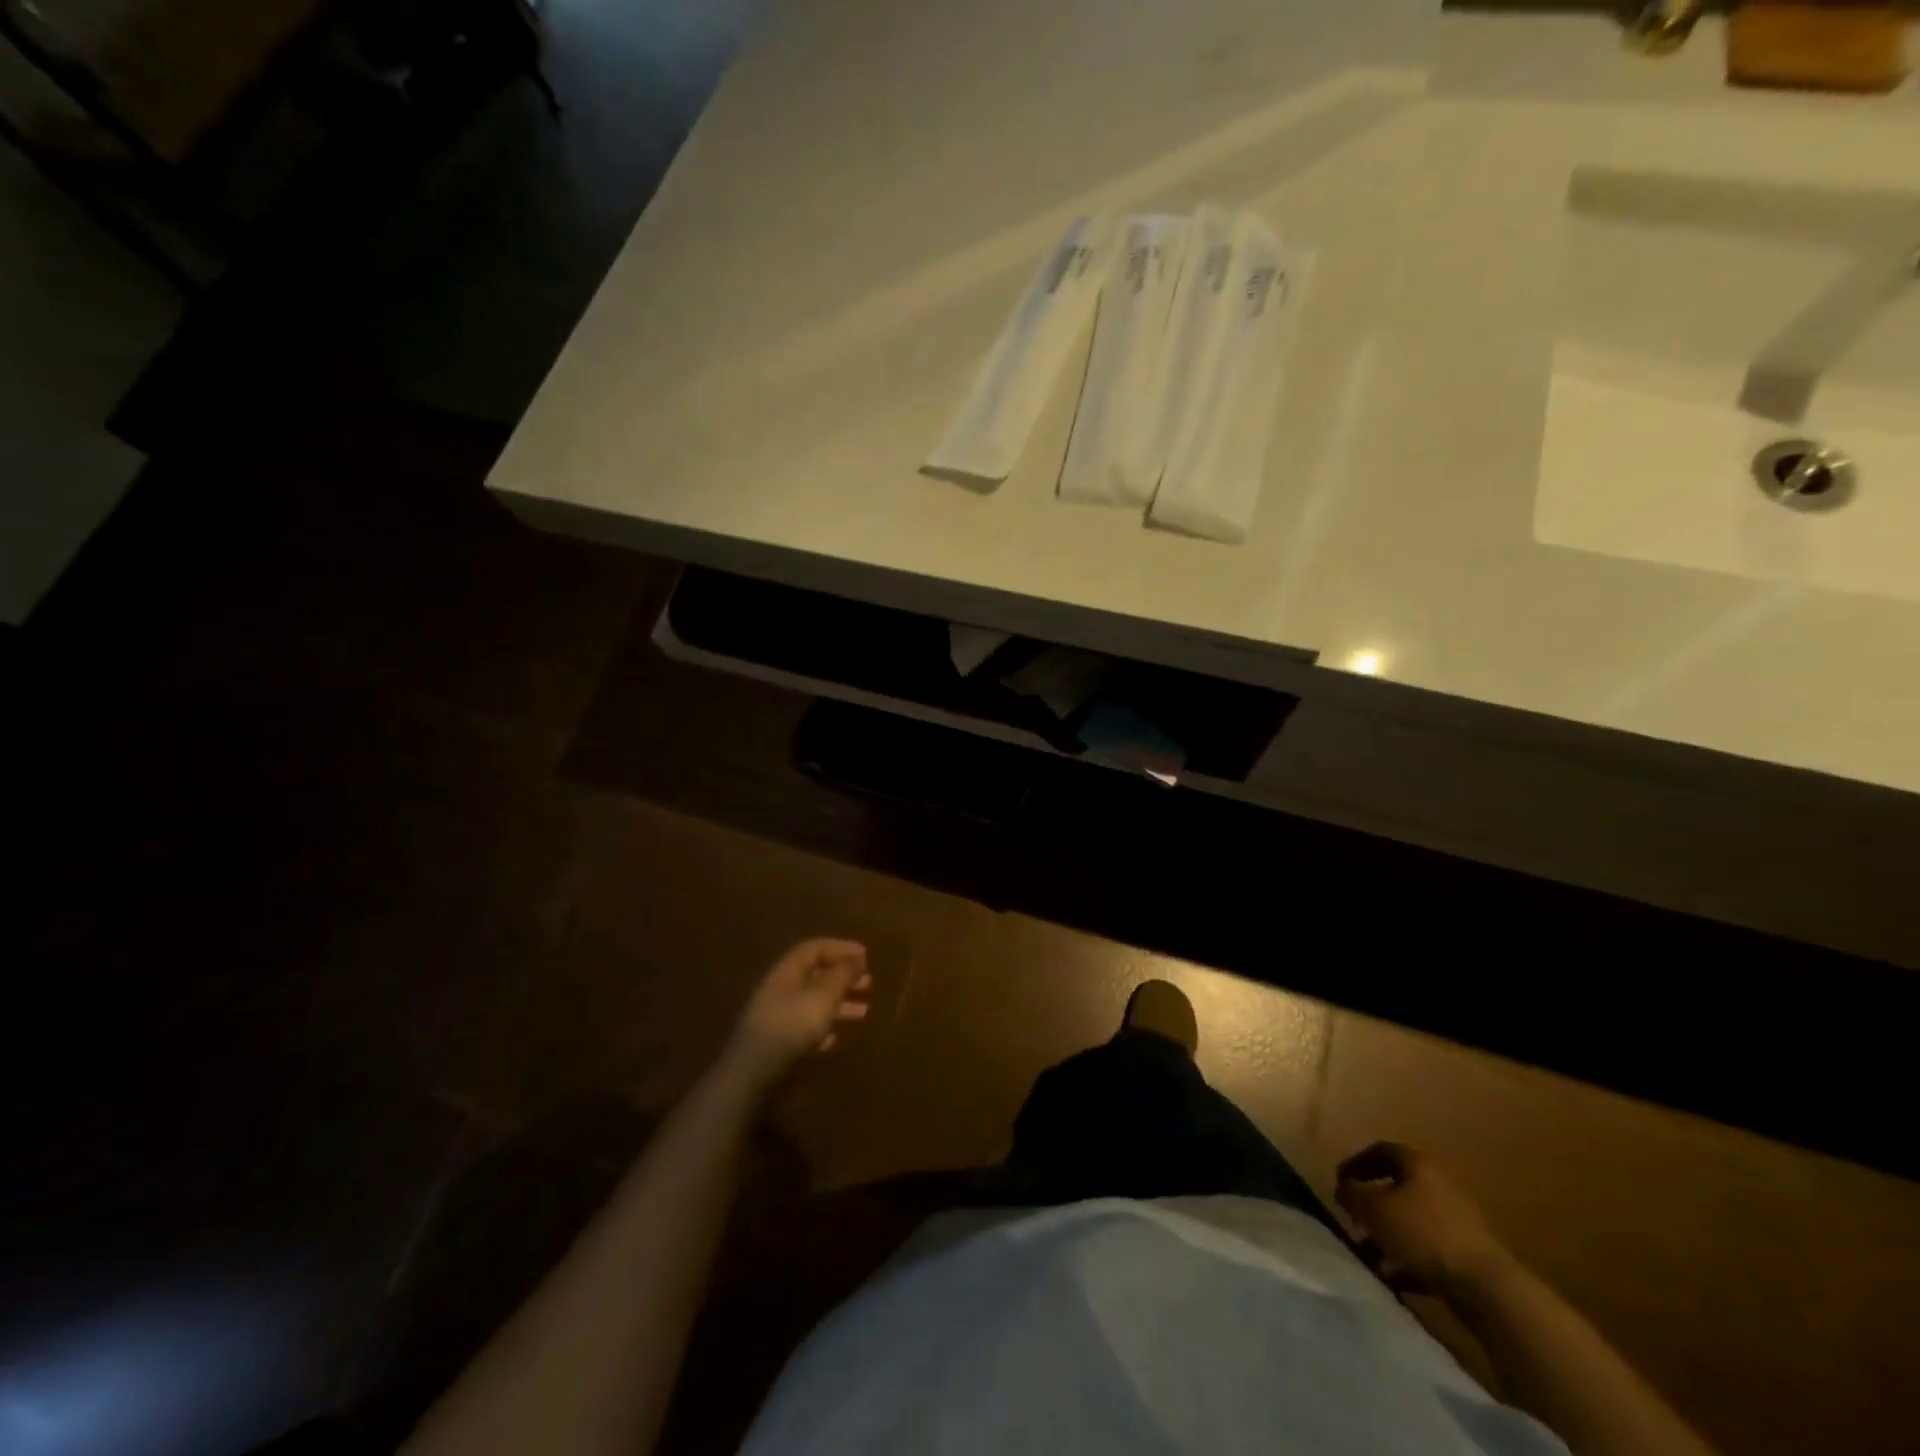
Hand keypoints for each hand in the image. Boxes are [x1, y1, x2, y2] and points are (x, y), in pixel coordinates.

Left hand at [723, 939, 871, 1090]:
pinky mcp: (778, 1045)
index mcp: (787, 972)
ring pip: (813, 1003)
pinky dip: (825, 1028)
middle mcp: (780, 990)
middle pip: (815, 975)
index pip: (815, 949)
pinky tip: (837, 1038)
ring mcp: (777, 1019)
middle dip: (843, 977)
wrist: (752, 1077)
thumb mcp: (822, 997)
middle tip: (869, 984)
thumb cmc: (790, 1028)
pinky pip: (806, 1028)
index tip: (866, 956)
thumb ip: (841, 976)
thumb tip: (856, 959)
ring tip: (863, 1012)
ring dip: (839, 1004)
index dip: (841, 948)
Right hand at [1335, 1141, 1515, 1301]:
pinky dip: (1407, 1261)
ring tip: (1367, 1256)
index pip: (1380, 1151)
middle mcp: (1438, 1186)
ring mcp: (1456, 1222)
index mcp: (1417, 1165)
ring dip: (1386, 1236)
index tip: (1339, 1183)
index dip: (1356, 1163)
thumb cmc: (1423, 1234)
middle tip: (1353, 1220)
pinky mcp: (1466, 1256)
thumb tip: (1344, 1190)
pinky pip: (1427, 1251)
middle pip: (1397, 1188)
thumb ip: (1350, 1194)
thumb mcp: (1372, 1208)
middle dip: (1371, 1205)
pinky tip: (1393, 1278)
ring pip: (1411, 1222)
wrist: (1488, 1287)